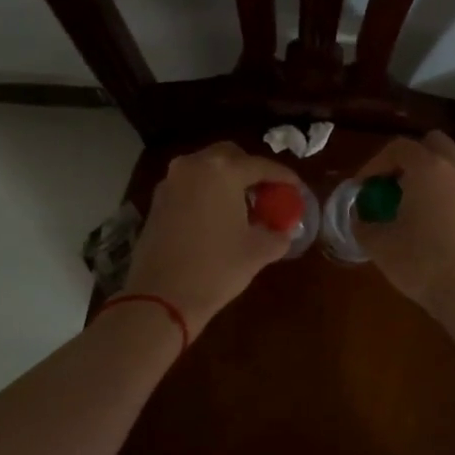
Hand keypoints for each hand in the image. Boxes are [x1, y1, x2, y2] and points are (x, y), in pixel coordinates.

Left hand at [122, 142, 295, 336]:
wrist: (161, 297)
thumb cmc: (216, 268)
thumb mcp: (257, 251)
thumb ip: (277, 234)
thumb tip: (283, 230)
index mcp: (223, 170)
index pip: (261, 166)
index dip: (283, 177)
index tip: (297, 188)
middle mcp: (193, 165)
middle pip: (229, 156)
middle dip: (250, 170)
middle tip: (267, 192)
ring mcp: (171, 181)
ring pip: (206, 169)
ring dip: (226, 180)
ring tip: (244, 205)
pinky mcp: (157, 201)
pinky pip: (189, 185)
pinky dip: (207, 192)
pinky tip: (218, 216)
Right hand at [353, 131, 454, 349]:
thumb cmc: (422, 262)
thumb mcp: (380, 245)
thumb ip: (363, 223)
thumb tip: (359, 215)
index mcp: (427, 168)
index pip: (398, 148)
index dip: (375, 163)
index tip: (362, 187)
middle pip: (431, 144)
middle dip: (408, 159)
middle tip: (389, 184)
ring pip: (449, 166)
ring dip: (428, 175)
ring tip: (408, 204)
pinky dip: (443, 193)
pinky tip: (429, 221)